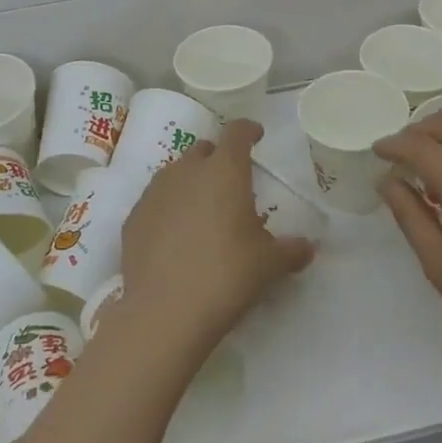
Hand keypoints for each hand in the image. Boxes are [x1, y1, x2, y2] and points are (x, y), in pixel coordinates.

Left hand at [117, 119, 314, 366]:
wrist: (165, 312)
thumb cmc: (226, 276)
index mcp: (224, 171)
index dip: (249, 130)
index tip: (256, 136)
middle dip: (217, 159)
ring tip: (202, 211)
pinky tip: (174, 236)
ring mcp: (155, 192)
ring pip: (175, 173)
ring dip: (190, 182)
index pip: (237, 132)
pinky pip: (155, 201)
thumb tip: (308, 248)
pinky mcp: (132, 217)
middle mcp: (187, 171)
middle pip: (203, 149)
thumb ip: (291, 250)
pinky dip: (167, 209)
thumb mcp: (268, 265)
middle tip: (230, 184)